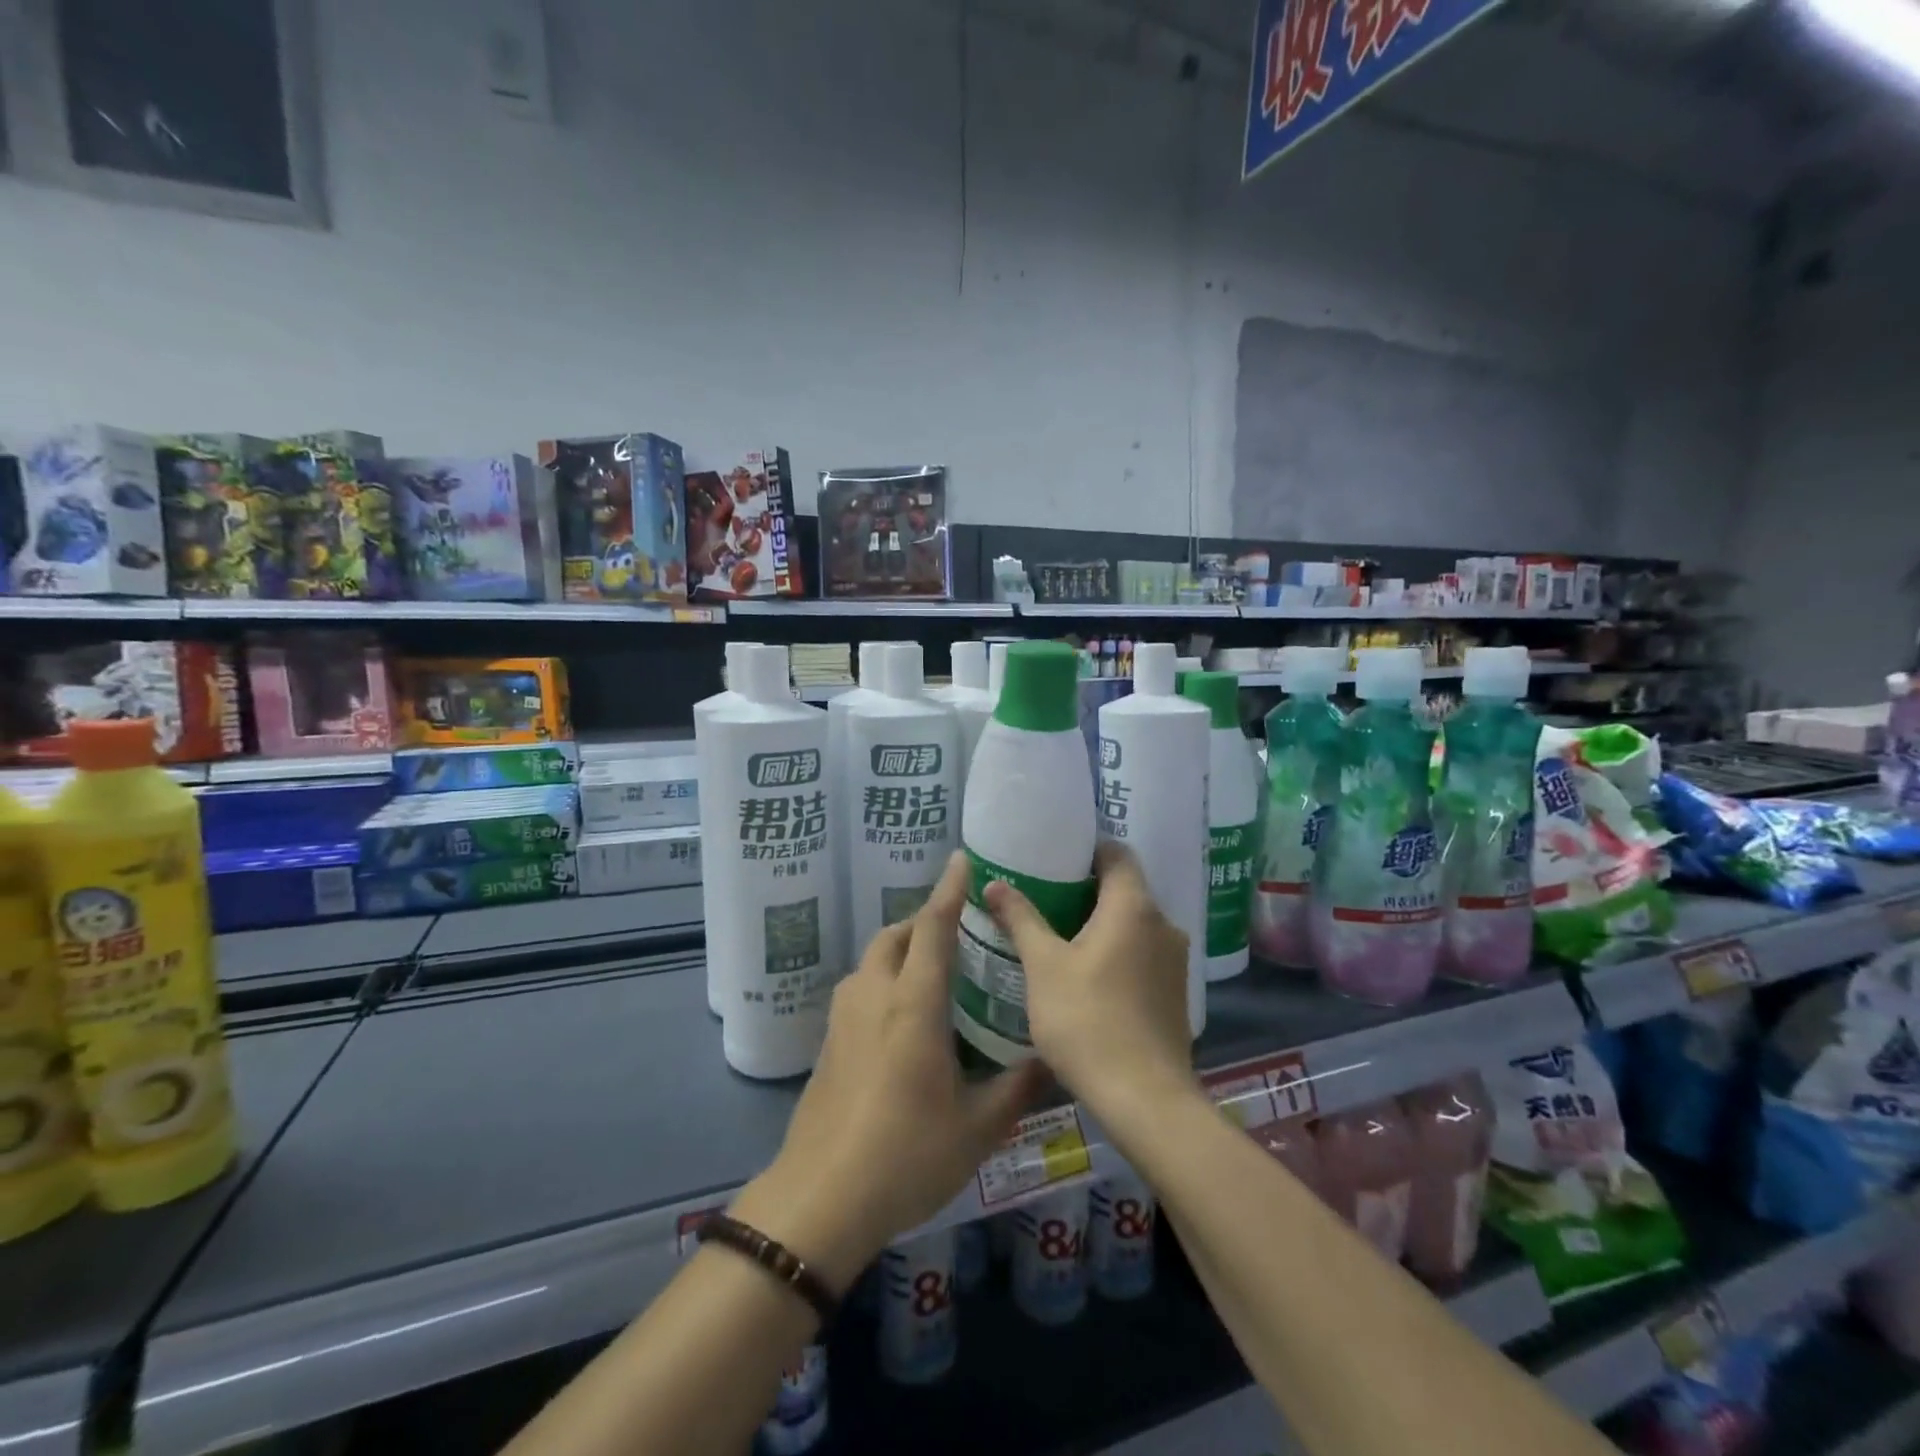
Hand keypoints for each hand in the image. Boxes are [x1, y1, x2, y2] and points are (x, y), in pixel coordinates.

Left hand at [736, 852, 1044, 1292]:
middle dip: (925, 920)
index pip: (932, 928)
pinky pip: (860, 987)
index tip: (962, 860)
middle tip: (959, 931)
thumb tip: (1050, 1058)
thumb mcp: (977, 1127)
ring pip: (873, 959)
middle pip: (896, 935)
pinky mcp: (828, 1041)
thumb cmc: (906, 1155)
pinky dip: (884, 977)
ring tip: (935, 970)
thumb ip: (1017, 1086)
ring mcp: (844, 1017)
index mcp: (913, 1003)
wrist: (821, 1198)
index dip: (949, 890)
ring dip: (902, 949)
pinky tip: (905, 1014)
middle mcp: (874, 995)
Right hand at [985, 843, 1193, 1114]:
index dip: (1087, 849)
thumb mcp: (1043, 966)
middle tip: (1044, 895)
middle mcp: (1163, 924)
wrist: (1144, 1099)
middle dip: (1086, 888)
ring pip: (1134, 924)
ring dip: (1101, 923)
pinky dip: (1117, 950)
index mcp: (1134, 906)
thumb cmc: (1087, 1020)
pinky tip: (1086, 974)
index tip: (1054, 856)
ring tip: (1059, 934)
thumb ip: (1020, 919)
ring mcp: (1174, 961)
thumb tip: (993, 882)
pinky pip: (1142, 953)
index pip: (1117, 853)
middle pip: (1126, 888)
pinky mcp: (1175, 992)